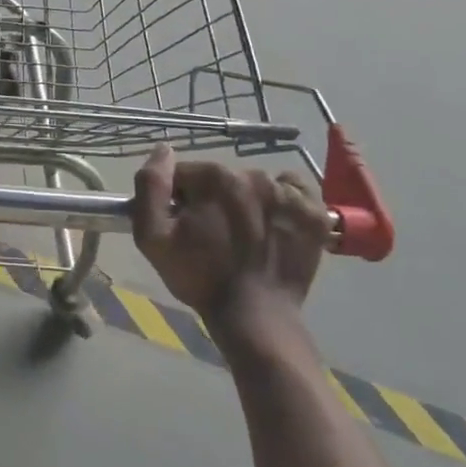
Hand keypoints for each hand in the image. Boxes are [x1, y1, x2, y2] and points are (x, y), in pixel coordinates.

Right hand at [131, 145, 329, 350]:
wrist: (254, 316)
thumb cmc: (199, 277)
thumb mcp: (152, 236)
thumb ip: (150, 186)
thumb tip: (163, 150)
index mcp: (213, 177)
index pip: (185, 174)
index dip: (177, 199)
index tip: (181, 226)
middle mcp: (253, 175)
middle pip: (220, 179)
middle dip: (211, 200)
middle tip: (211, 236)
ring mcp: (289, 193)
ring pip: (255, 185)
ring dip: (245, 203)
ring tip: (244, 238)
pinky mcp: (315, 213)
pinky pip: (293, 189)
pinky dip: (282, 201)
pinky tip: (273, 225)